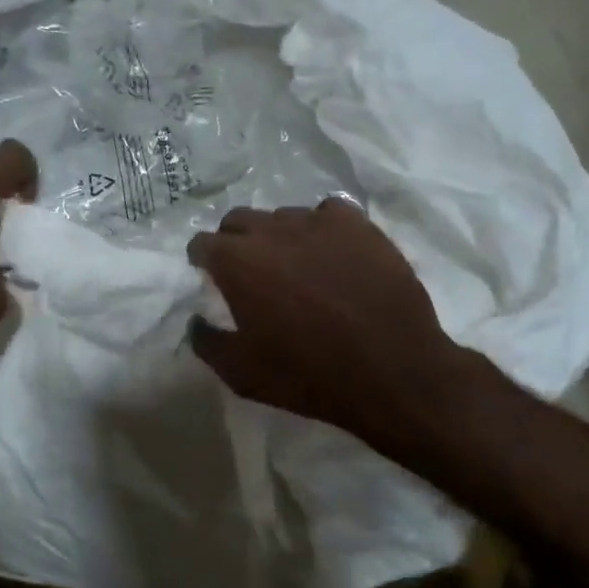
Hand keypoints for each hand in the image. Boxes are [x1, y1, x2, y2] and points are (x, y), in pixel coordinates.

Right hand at [186, 200, 468, 451]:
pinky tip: (332, 253)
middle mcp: (273, 231)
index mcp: (238, 262)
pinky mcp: (359, 226)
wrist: (391, 371)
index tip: (210, 275)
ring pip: (284, 216)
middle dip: (234, 240)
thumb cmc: (308, 375)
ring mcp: (319, 223)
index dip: (202, 259)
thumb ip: (207, 342)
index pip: (203, 243)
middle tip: (248, 270)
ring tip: (295, 264)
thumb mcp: (242, 374)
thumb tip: (197, 321)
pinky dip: (322, 228)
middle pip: (239, 220)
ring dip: (279, 236)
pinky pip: (328, 212)